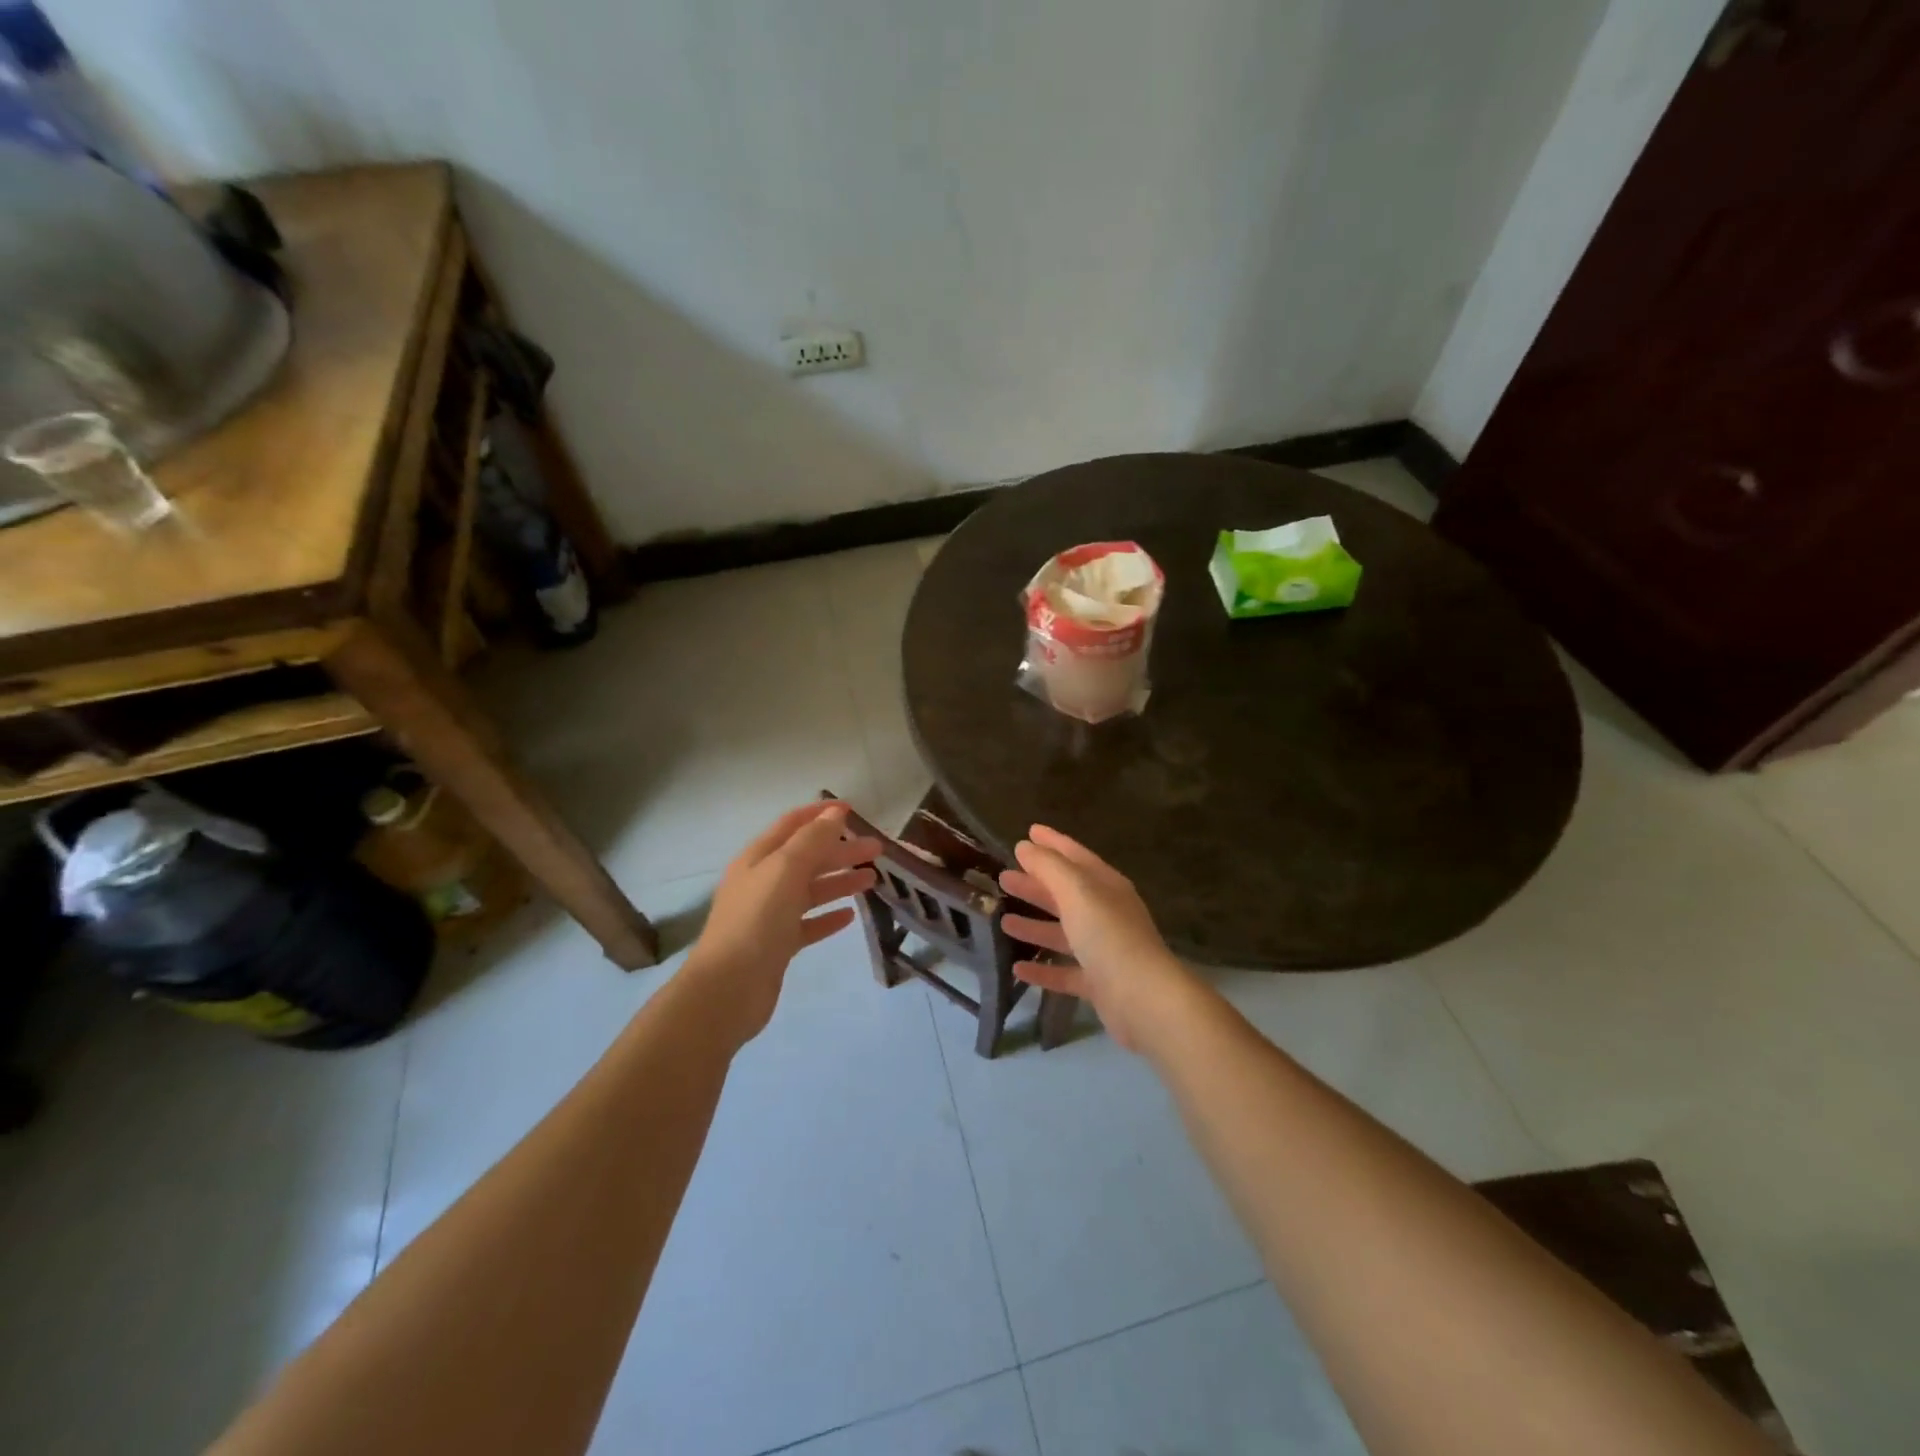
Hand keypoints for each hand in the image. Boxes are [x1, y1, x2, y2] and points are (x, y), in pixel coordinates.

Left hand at [686, 803, 880, 1043]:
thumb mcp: (785, 870)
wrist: (728, 989)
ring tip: (872, 880)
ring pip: (810, 890)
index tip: (853, 810)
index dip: (820, 814)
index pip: (792, 825)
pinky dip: (828, 917)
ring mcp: (769, 915)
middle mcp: (762, 882)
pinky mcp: (777, 946)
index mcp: (758, 858)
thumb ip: (812, 840)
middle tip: (877, 850)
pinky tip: (849, 917)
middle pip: (807, 858)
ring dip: (839, 882)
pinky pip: (808, 924)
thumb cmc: (756, 921)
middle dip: (841, 850)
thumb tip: (835, 813)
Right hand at [998, 825, 1199, 1052]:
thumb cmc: (1109, 935)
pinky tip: (1017, 969)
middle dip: (1036, 884)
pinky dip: (1042, 969)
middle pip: (1066, 894)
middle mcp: (1106, 914)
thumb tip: (1024, 846)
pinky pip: (1064, 972)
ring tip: (1003, 920)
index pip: (1075, 856)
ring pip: (1063, 932)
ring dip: (1034, 925)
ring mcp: (1103, 950)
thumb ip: (1049, 867)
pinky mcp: (1098, 984)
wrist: (1143, 999)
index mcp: (1106, 886)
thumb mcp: (1077, 891)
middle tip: (1003, 877)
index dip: (1052, 843)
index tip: (1028, 832)